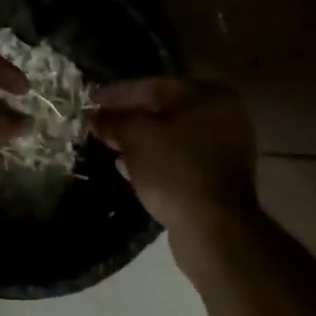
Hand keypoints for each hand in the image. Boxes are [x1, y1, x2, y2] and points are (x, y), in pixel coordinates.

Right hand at [91, 78, 259, 272]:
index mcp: (210, 96)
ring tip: (108, 143)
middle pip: (165, 110)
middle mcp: (224, 117)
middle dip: (129, 116)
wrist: (213, 229)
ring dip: (138, 139)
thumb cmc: (175, 170)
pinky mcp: (216, 178)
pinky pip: (178, 159)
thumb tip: (94, 117)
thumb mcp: (136, 137)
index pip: (156, 85)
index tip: (91, 99)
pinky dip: (153, 159)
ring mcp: (224, 150)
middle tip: (98, 121)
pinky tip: (126, 167)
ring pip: (171, 136)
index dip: (119, 92)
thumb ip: (113, 121)